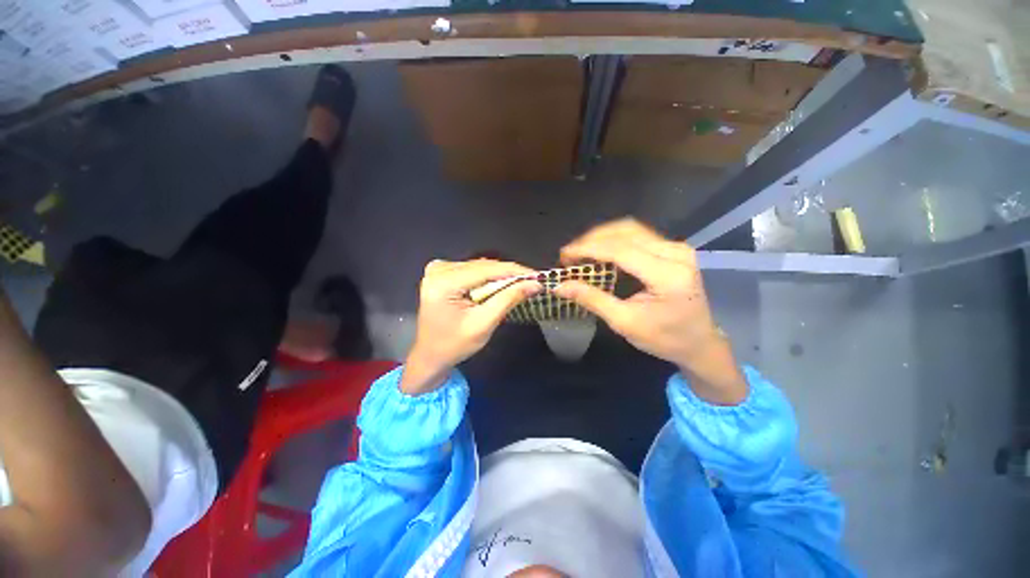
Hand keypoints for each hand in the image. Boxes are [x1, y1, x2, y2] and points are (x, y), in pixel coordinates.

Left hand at [401, 259, 541, 394]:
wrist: (430, 355)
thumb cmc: (455, 345)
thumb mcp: (484, 324)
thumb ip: (508, 299)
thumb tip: (534, 283)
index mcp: (444, 283)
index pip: (487, 269)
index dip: (515, 271)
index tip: (538, 275)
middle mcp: (439, 270)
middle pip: (483, 265)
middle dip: (509, 273)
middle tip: (533, 281)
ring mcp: (438, 269)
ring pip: (479, 266)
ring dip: (500, 275)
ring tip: (521, 283)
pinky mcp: (441, 273)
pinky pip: (471, 270)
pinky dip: (488, 277)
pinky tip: (500, 284)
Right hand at [553, 219, 746, 404]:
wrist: (700, 343)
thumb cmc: (664, 339)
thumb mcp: (624, 322)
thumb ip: (592, 299)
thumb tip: (560, 286)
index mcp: (667, 275)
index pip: (620, 250)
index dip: (588, 249)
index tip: (563, 255)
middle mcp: (675, 253)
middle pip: (625, 232)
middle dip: (592, 240)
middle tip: (569, 255)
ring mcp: (677, 247)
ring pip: (630, 229)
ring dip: (601, 237)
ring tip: (580, 252)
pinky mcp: (673, 248)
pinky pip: (637, 235)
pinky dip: (613, 240)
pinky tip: (599, 252)